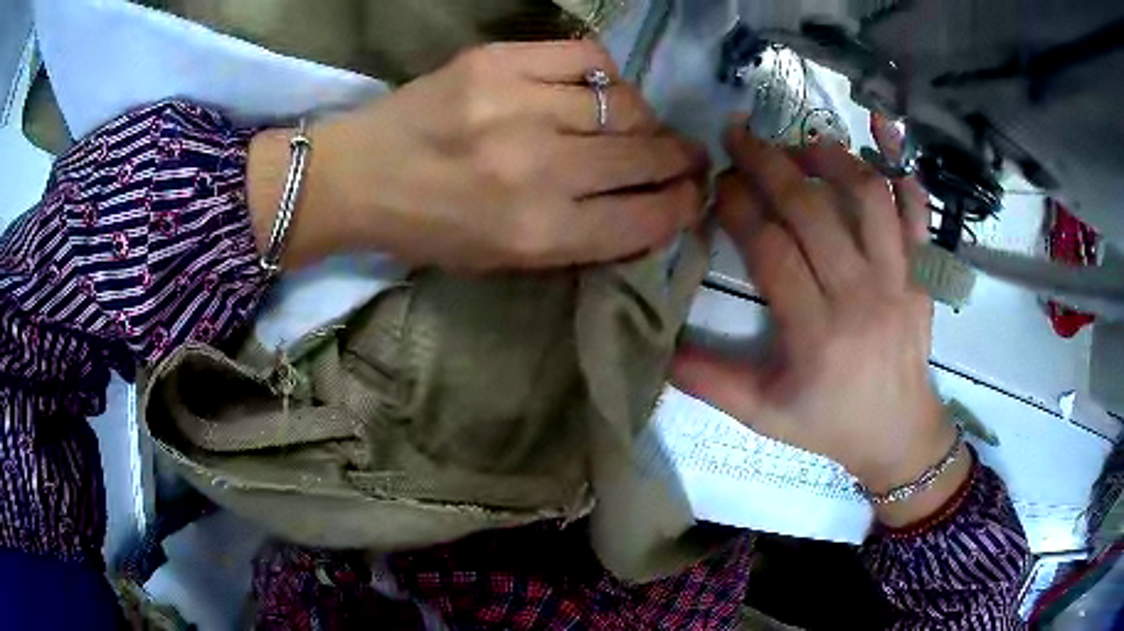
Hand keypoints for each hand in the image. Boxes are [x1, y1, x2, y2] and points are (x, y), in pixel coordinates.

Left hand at [249, 40, 708, 271]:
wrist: (361, 175)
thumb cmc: (432, 229)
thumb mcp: (508, 259)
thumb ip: (584, 237)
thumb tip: (650, 204)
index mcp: (539, 234)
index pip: (647, 218)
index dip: (682, 206)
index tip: (692, 195)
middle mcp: (539, 170)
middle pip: (645, 157)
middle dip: (679, 160)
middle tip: (685, 157)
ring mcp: (519, 105)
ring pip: (627, 105)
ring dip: (645, 119)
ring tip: (638, 126)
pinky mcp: (500, 61)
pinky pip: (589, 58)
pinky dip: (606, 75)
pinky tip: (597, 90)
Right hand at [672, 116, 967, 524]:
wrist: (900, 436)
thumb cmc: (831, 426)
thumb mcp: (764, 417)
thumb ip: (712, 383)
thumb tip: (660, 349)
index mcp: (817, 334)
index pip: (772, 250)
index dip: (739, 208)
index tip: (717, 186)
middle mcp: (861, 297)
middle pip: (814, 211)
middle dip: (769, 163)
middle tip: (739, 136)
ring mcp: (898, 281)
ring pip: (869, 199)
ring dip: (833, 159)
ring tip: (803, 144)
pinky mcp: (922, 277)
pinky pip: (918, 218)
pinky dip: (904, 183)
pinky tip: (884, 158)